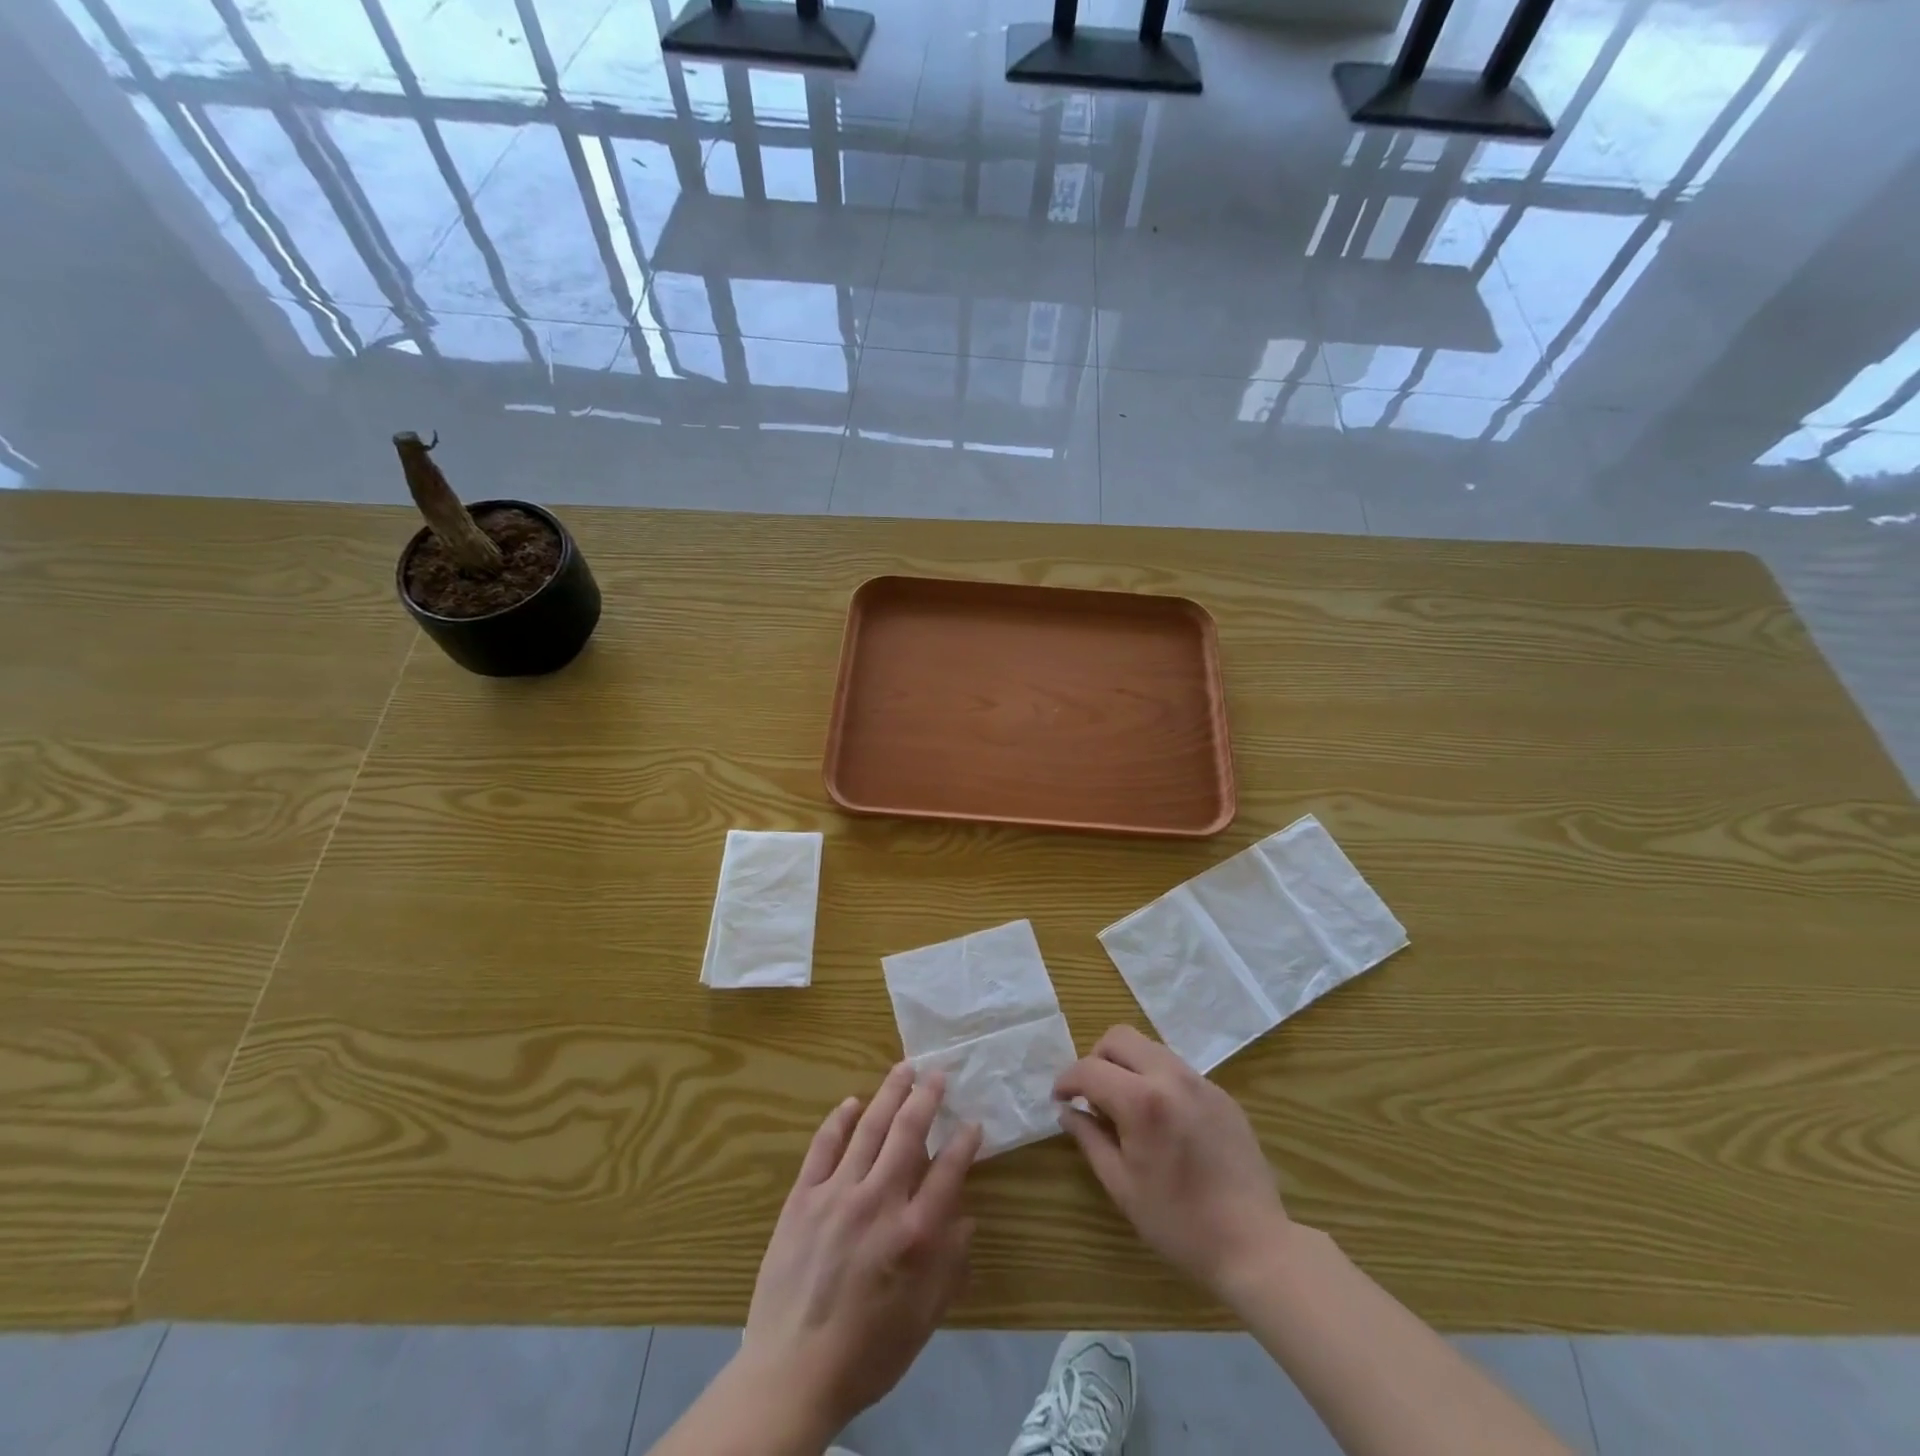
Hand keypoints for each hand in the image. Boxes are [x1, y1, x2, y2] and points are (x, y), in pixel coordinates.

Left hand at [735, 1063, 982, 1439]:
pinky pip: (823, 1146)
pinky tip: (852, 1102)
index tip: (973, 1123)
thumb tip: (966, 1217)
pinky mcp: (802, 1197)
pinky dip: (839, 1120)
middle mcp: (879, 1201)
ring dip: (889, 1093)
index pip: (948, 1170)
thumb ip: (949, 1264)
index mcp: (914, 1234)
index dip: (965, 1142)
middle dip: (927, 1097)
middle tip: (938, 1073)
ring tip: (904, 1069)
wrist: (791, 1374)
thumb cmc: (867, 1353)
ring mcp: (837, 1194)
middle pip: (908, 1132)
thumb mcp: (924, 1319)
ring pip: (869, 1128)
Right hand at [1056, 1025, 1289, 1297]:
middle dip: (1096, 1058)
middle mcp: (1171, 1077)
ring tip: (1125, 1105)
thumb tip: (1067, 1112)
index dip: (1066, 1080)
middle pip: (1119, 1038)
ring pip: (1149, 1047)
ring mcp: (1201, 1082)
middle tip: (1092, 1095)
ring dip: (1127, 1065)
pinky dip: (1156, 1079)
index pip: (1089, 1069)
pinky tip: (1161, 1119)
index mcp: (1142, 1101)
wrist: (1254, 1245)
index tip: (1059, 1099)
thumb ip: (1089, 1139)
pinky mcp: (1221, 1093)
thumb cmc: (1179, 1223)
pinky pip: (1177, 1069)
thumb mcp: (1122, 1186)